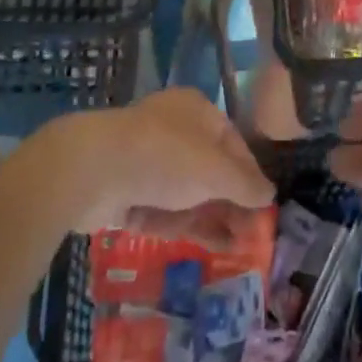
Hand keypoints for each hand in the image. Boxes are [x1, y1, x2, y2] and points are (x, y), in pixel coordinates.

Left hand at [37, 89, 275, 246]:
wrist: (92, 170)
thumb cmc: (165, 156)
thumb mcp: (216, 171)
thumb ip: (246, 185)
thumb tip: (269, 195)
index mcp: (196, 111)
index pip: (233, 142)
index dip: (250, 175)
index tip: (264, 206)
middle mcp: (172, 131)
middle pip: (210, 170)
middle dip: (233, 203)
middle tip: (253, 236)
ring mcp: (147, 161)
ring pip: (187, 193)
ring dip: (214, 219)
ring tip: (239, 250)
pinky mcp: (126, 191)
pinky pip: (163, 209)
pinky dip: (185, 226)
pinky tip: (210, 248)